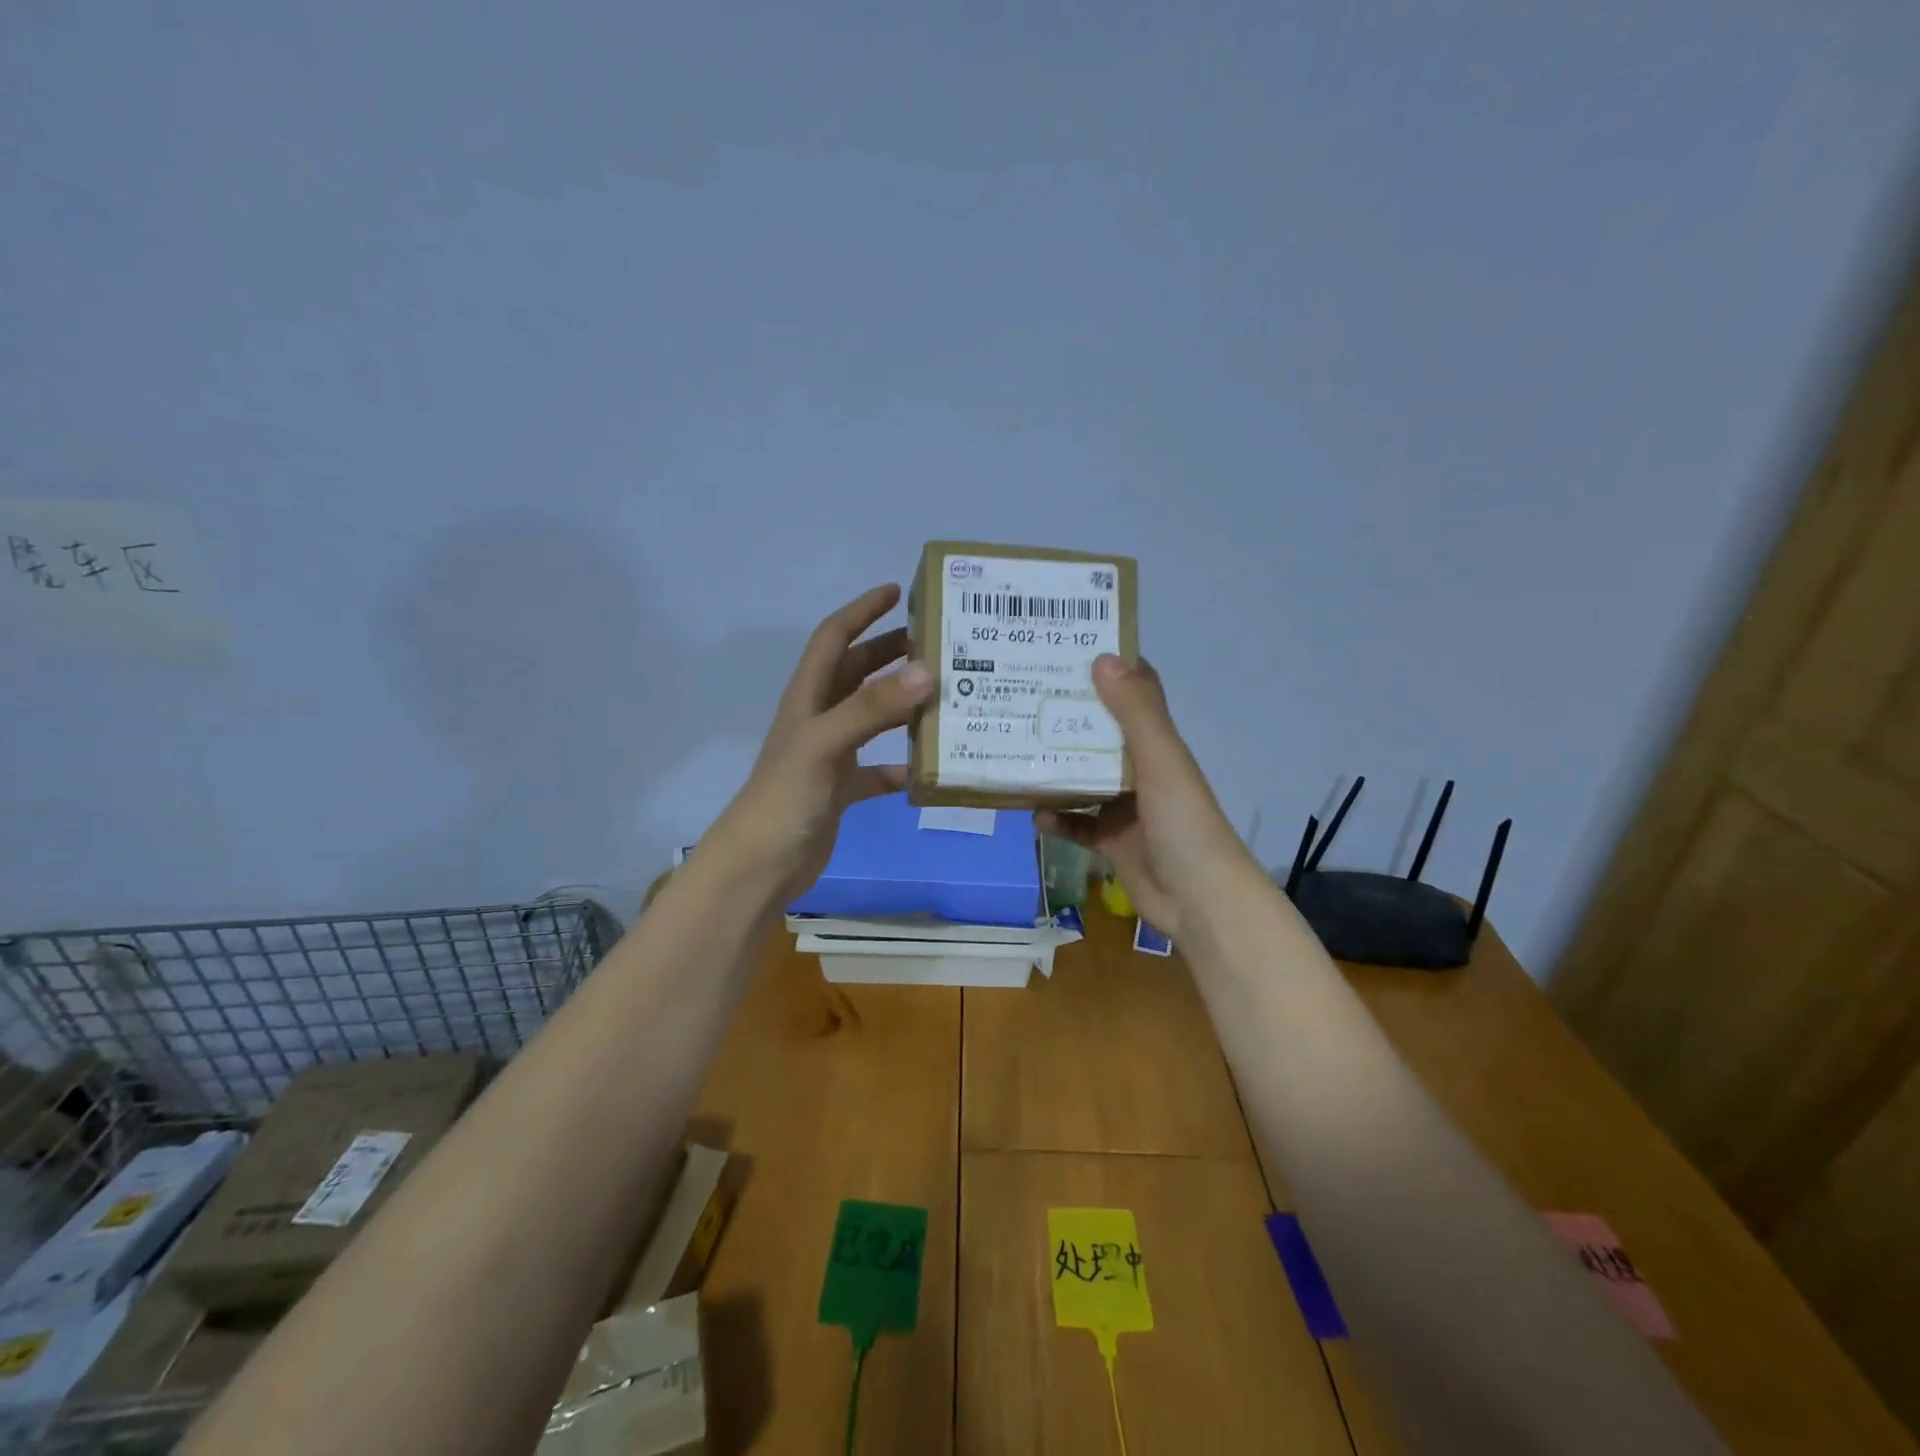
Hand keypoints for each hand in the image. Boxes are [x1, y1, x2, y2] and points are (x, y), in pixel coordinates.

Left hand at [706, 584, 933, 901]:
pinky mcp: (840, 790)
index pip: (833, 638)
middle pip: (856, 673)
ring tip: (941, 694)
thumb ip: (872, 708)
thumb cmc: (786, 796)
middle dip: (889, 652)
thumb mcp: (825, 743)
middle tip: (934, 642)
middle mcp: (819, 719)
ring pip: (870, 717)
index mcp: (808, 697)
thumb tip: (927, 671)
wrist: (761, 865)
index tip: (897, 591)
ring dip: (900, 703)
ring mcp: (830, 756)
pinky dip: (898, 764)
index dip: (861, 611)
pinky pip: (876, 769)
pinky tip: (923, 767)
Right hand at [1036, 655, 1246, 938]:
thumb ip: (1135, 712)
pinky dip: (1056, 818)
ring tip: (1015, 748)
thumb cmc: (1184, 823)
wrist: (1199, 900)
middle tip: (1023, 694)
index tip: (1067, 648)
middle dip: (1067, 715)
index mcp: (1157, 744)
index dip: (1108, 669)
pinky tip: (1033, 813)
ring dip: (1055, 766)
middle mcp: (1141, 769)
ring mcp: (1124, 807)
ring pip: (1083, 777)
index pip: (1135, 693)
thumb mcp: (1161, 761)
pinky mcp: (1111, 841)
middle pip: (1100, 732)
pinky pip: (1076, 823)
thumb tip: (1101, 658)